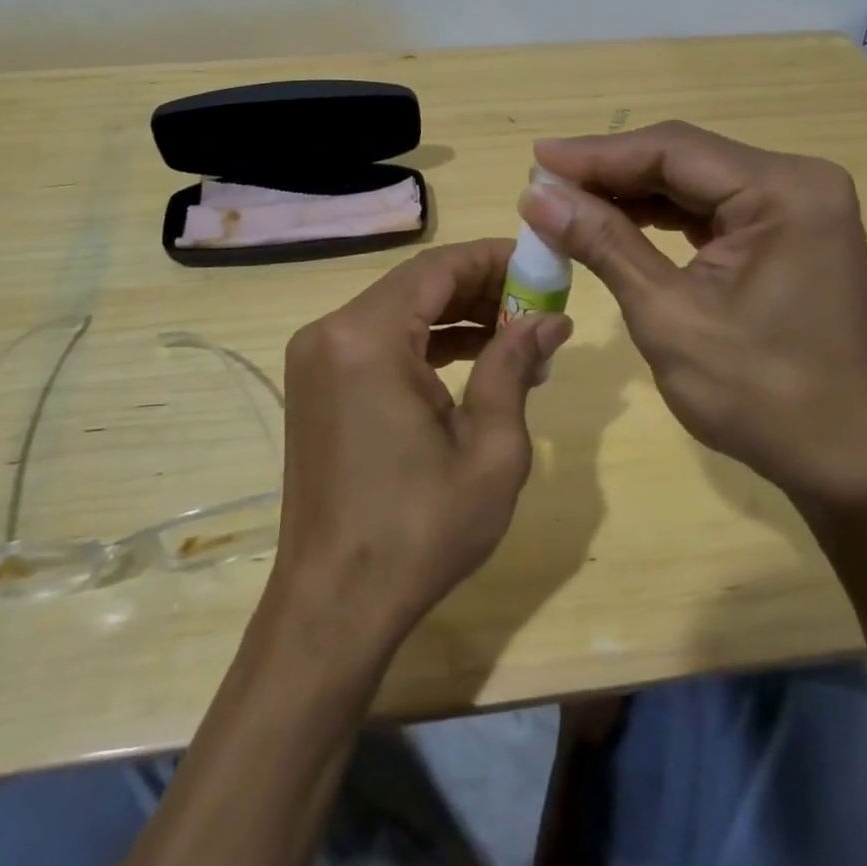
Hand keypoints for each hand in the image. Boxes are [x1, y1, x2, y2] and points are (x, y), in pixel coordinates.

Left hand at [272, 239, 573, 649]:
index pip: (438, 267)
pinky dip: (425, 342)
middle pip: (417, 284)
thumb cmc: (419, 530)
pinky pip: (379, 340)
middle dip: (481, 288)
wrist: (335, 605)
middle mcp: (331, 332)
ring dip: (456, 315)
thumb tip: (549, 319)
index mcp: (367, 338)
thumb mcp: (490, 449)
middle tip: (537, 306)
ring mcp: (317, 358)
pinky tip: (473, 358)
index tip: (542, 267)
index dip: (494, 259)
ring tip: (516, 335)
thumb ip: (514, 366)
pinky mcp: (317, 383)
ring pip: (399, 310)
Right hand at [519, 121, 866, 516]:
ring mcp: (797, 207)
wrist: (842, 461)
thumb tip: (535, 196)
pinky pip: (712, 208)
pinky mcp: (787, 233)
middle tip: (543, 185)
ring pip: (694, 182)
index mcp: (783, 191)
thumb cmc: (758, 394)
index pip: (672, 150)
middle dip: (610, 173)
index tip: (536, 158)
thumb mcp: (667, 314)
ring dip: (632, 193)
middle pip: (684, 159)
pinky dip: (662, 216)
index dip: (596, 154)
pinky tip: (617, 221)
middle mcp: (798, 182)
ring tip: (568, 203)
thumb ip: (603, 243)